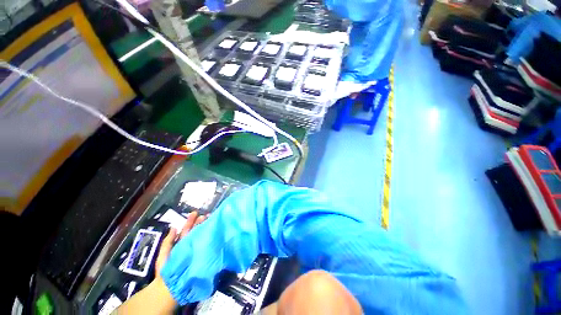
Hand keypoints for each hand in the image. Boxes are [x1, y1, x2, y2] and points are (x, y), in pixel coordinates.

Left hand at [155, 212, 207, 278]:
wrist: (170, 286)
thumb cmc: (166, 269)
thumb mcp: (163, 254)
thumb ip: (168, 241)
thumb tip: (174, 227)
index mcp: (181, 243)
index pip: (187, 230)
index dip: (191, 221)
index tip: (196, 213)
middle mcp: (189, 245)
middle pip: (195, 231)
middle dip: (200, 222)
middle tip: (207, 215)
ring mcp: (195, 249)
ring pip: (200, 236)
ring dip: (204, 228)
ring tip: (210, 220)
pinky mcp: (201, 255)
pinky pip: (204, 245)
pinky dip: (207, 238)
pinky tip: (212, 232)